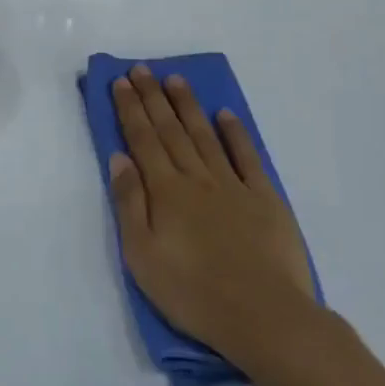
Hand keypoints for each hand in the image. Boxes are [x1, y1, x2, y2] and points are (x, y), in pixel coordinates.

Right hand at [109, 65, 325, 385]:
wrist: (264, 317)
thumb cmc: (193, 293)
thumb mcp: (142, 255)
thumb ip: (129, 203)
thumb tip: (119, 158)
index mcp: (165, 192)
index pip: (142, 140)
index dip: (130, 109)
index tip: (120, 82)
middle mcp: (197, 178)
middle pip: (170, 130)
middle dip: (153, 97)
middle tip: (141, 69)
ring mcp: (233, 186)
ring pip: (205, 135)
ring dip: (188, 105)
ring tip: (175, 79)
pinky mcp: (265, 199)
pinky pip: (247, 157)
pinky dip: (235, 133)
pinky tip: (225, 115)